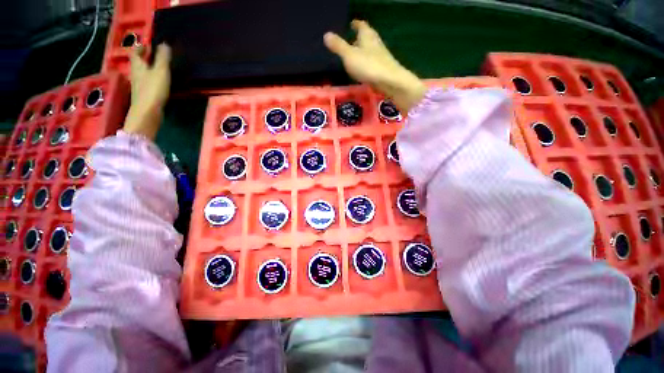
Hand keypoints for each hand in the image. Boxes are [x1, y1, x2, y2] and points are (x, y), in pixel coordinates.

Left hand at [123, 44, 171, 139]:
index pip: (136, 53)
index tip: (147, 45)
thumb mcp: (160, 71)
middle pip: (137, 64)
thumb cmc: (153, 90)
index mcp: (138, 66)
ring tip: (156, 68)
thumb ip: (163, 58)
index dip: (140, 48)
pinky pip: (146, 83)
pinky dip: (150, 80)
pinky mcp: (143, 96)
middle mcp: (135, 75)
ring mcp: (138, 87)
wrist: (147, 113)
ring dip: (146, 69)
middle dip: (143, 58)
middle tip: (151, 55)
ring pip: (141, 74)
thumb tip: (164, 44)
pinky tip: (157, 83)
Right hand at [324, 20, 426, 112]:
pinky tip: (364, 68)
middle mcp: (375, 43)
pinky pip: (373, 61)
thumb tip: (326, 34)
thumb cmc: (368, 66)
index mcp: (367, 36)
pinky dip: (368, 61)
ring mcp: (381, 56)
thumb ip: (338, 46)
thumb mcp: (349, 55)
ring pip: (371, 49)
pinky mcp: (384, 68)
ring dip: (365, 49)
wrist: (390, 81)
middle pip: (368, 36)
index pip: (361, 25)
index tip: (352, 23)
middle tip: (353, 38)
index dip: (356, 24)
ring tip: (357, 53)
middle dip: (361, 36)